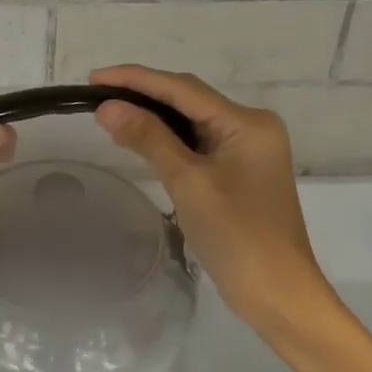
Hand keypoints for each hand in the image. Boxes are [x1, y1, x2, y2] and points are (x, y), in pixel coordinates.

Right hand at [90, 65, 335, 331]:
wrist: (277, 294)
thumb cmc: (237, 236)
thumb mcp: (188, 183)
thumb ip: (149, 138)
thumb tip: (107, 107)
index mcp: (247, 123)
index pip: (183, 88)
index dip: (136, 79)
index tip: (93, 78)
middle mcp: (251, 127)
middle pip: (189, 100)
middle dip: (143, 94)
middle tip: (96, 94)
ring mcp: (247, 151)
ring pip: (191, 122)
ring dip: (153, 117)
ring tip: (110, 113)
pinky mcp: (238, 173)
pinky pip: (197, 144)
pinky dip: (167, 140)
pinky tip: (140, 139)